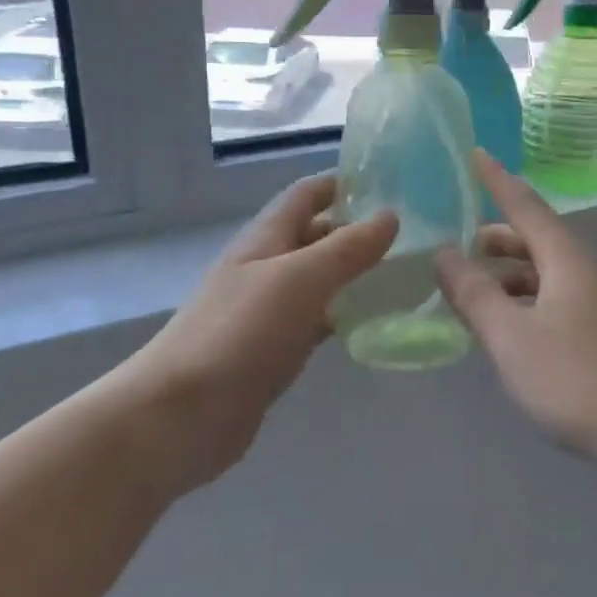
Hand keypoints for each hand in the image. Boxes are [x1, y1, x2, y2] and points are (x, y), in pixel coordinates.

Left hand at [137, 175, 396, 487]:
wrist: (183, 414)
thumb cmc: (240, 332)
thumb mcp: (300, 279)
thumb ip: (347, 248)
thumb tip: (391, 215)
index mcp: (265, 238)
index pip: (307, 194)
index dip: (343, 182)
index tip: (391, 182)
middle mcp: (266, 267)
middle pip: (315, 235)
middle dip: (357, 229)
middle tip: (413, 232)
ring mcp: (268, 310)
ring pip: (320, 280)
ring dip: (355, 273)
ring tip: (407, 272)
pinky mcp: (275, 349)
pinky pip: (318, 320)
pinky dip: (346, 314)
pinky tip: (378, 321)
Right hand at [434, 152, 596, 468]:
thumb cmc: (583, 379)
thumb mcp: (514, 339)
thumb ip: (475, 296)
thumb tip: (444, 254)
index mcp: (567, 259)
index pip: (524, 205)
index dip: (496, 180)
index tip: (476, 153)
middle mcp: (590, 270)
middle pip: (538, 240)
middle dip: (499, 239)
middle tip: (461, 248)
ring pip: (551, 274)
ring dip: (513, 276)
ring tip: (480, 295)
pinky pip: (563, 300)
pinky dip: (532, 302)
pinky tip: (519, 332)